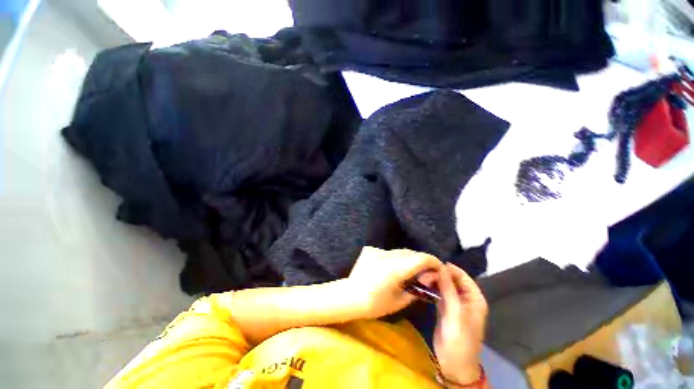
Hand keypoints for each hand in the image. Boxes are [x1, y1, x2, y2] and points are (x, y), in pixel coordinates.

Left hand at [348, 247, 442, 318]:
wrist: (349, 296)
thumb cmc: (374, 304)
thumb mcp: (399, 301)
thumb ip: (416, 289)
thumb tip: (428, 280)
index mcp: (395, 269)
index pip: (420, 258)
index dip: (433, 261)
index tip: (439, 267)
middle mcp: (386, 255)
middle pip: (410, 253)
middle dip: (421, 260)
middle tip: (425, 272)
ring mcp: (377, 250)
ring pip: (399, 251)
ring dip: (408, 259)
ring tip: (410, 271)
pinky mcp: (370, 250)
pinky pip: (388, 252)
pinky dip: (395, 258)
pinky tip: (391, 269)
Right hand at [434, 263, 487, 384]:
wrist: (454, 364)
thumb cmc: (460, 340)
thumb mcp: (455, 315)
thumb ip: (449, 290)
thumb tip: (441, 267)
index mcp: (474, 299)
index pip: (463, 276)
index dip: (449, 269)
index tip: (432, 264)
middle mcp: (465, 298)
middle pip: (452, 279)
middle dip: (439, 274)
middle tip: (424, 273)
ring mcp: (454, 303)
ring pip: (444, 285)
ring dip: (434, 281)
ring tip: (421, 278)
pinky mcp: (445, 308)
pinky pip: (439, 293)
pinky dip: (432, 288)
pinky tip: (422, 285)